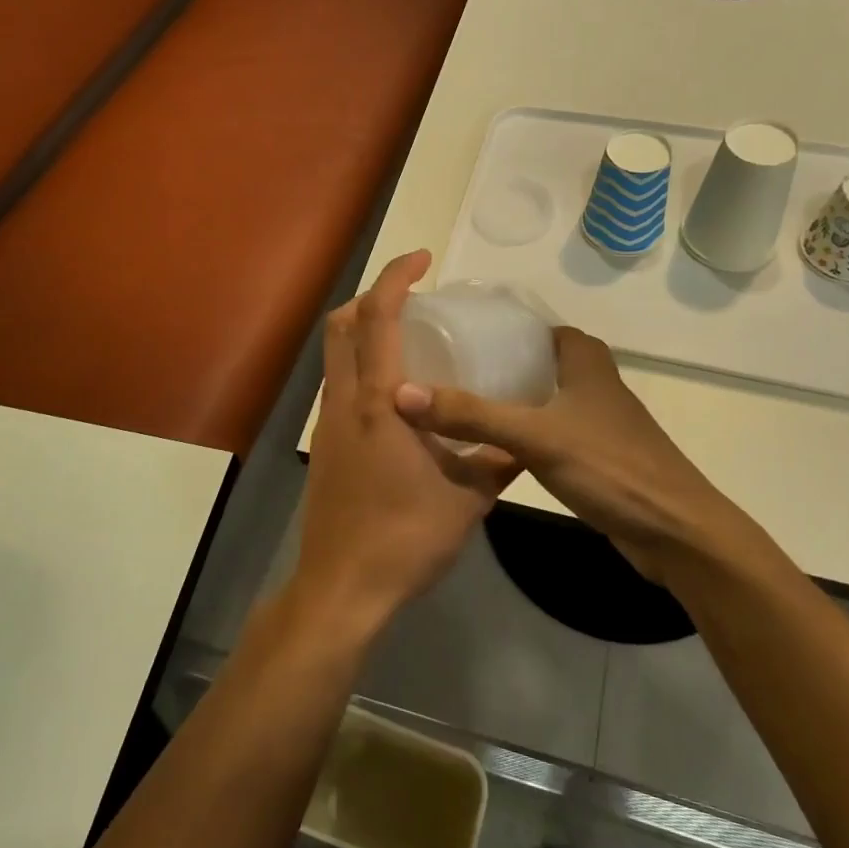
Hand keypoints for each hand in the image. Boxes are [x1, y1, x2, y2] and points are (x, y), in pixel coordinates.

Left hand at [289, 251, 518, 640]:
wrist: (342, 588)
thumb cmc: (405, 539)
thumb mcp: (467, 500)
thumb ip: (497, 463)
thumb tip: (524, 444)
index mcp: (380, 402)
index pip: (377, 317)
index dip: (395, 277)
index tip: (423, 259)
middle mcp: (346, 402)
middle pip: (341, 325)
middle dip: (372, 297)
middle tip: (413, 298)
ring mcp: (329, 424)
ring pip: (335, 356)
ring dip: (363, 332)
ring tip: (408, 341)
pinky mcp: (324, 447)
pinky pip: (339, 386)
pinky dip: (361, 368)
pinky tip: (396, 398)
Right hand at [394, 326, 742, 583]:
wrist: (675, 532)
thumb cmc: (610, 467)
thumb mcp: (535, 436)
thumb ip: (471, 415)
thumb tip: (403, 394)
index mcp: (584, 358)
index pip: (533, 325)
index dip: (496, 326)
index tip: (452, 334)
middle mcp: (591, 379)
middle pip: (534, 359)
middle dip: (493, 363)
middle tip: (445, 370)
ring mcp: (595, 418)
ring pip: (542, 395)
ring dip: (506, 397)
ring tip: (456, 402)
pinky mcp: (595, 452)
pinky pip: (548, 427)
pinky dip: (521, 428)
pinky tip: (490, 443)